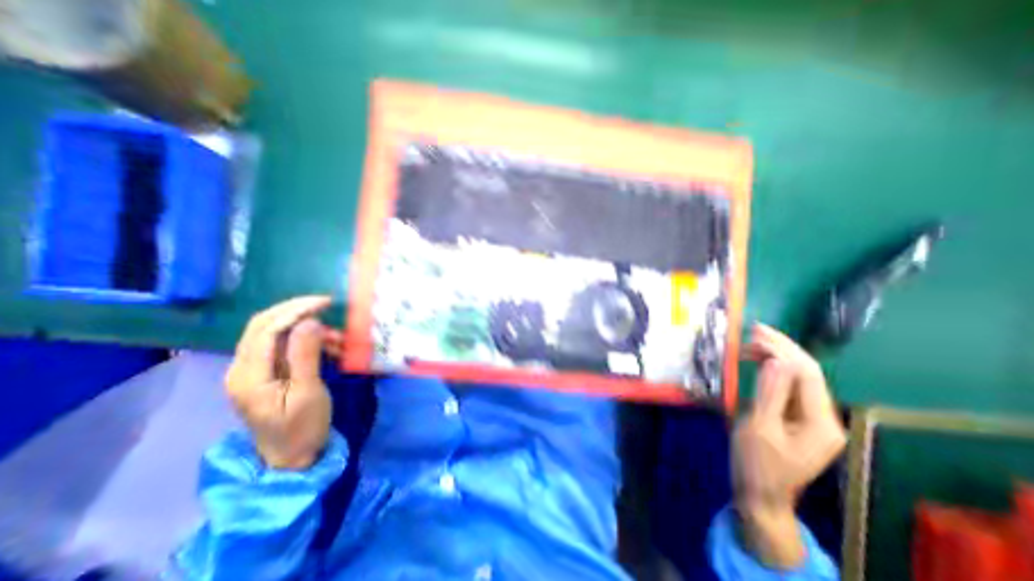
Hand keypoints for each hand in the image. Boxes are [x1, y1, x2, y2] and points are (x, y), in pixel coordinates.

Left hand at [228, 298, 336, 469]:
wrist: (291, 458)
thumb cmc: (302, 428)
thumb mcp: (308, 393)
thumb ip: (305, 356)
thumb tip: (310, 321)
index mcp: (248, 376)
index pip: (266, 330)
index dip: (295, 310)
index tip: (325, 302)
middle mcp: (241, 369)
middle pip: (262, 325)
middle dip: (295, 310)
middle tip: (326, 304)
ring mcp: (251, 371)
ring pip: (272, 333)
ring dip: (304, 327)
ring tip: (337, 337)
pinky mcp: (264, 374)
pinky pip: (281, 346)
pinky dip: (304, 340)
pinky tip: (328, 347)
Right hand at [729, 325, 842, 570]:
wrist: (760, 493)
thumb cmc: (757, 462)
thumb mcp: (759, 427)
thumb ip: (770, 393)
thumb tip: (776, 360)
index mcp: (820, 422)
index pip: (808, 374)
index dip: (783, 349)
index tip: (755, 333)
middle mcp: (824, 417)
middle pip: (807, 372)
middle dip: (782, 347)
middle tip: (754, 329)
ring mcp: (812, 418)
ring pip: (799, 377)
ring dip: (777, 356)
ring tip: (751, 341)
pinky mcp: (798, 418)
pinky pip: (789, 386)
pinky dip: (773, 370)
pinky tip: (758, 360)